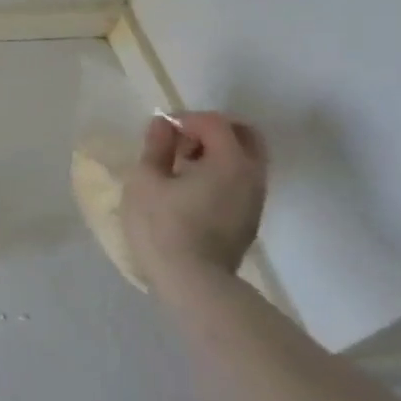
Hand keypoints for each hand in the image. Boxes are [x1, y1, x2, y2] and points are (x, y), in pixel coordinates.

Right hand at [122, 112, 267, 285]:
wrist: (192, 282)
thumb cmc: (162, 225)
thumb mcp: (145, 180)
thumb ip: (156, 147)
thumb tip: (163, 124)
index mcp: (229, 161)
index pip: (214, 122)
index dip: (185, 119)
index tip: (160, 131)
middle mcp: (252, 175)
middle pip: (244, 135)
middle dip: (212, 130)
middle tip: (180, 141)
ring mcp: (255, 199)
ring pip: (246, 159)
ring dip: (217, 152)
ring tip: (182, 167)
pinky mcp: (250, 219)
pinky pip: (242, 181)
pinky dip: (221, 173)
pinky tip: (192, 190)